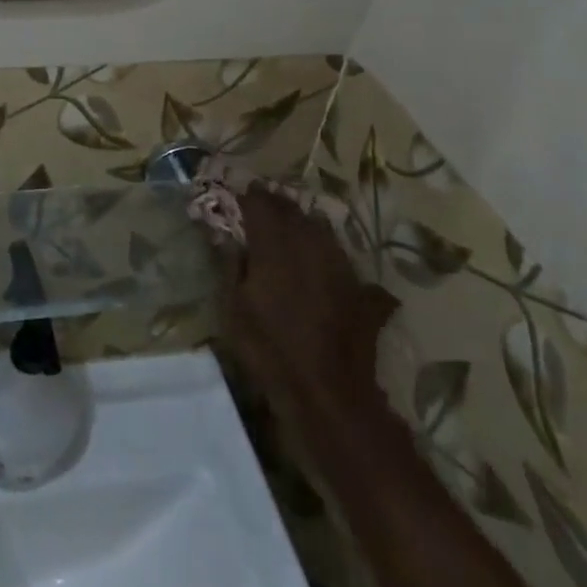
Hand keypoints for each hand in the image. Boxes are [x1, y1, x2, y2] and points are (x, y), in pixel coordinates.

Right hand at [219, 186, 400, 431]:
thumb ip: (230, 266)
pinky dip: (332, 254)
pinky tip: (329, 262)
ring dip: (307, 222)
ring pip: (323, 231)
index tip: (241, 192)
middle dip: (278, 204)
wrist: (328, 394)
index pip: (262, 208)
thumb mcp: (233, 310)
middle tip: (264, 201)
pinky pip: (345, 260)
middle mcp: (310, 249)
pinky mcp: (362, 292)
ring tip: (296, 222)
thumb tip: (224, 235)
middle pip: (294, 214)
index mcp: (275, 249)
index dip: (251, 197)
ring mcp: (341, 269)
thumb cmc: (269, 350)